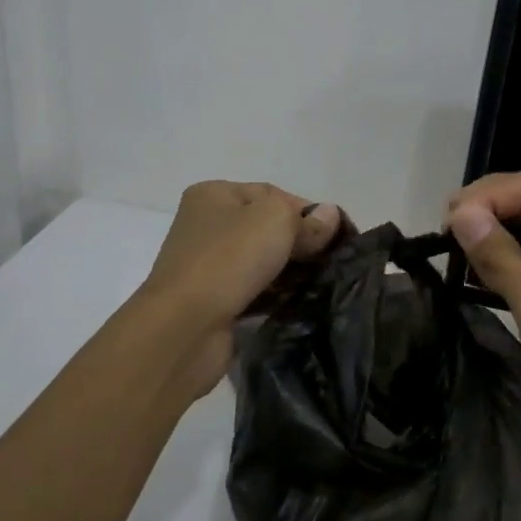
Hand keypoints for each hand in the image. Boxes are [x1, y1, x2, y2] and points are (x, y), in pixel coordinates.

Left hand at [140, 181, 340, 400]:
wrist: (184, 327)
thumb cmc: (229, 259)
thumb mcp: (277, 222)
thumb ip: (307, 219)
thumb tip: (330, 216)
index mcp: (214, 195)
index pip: (272, 194)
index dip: (307, 211)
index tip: (336, 234)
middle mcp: (206, 225)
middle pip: (267, 227)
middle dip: (300, 242)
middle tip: (332, 260)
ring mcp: (207, 265)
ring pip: (262, 260)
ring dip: (290, 270)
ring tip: (321, 282)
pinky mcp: (213, 301)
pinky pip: (254, 290)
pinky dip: (275, 294)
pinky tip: (298, 302)